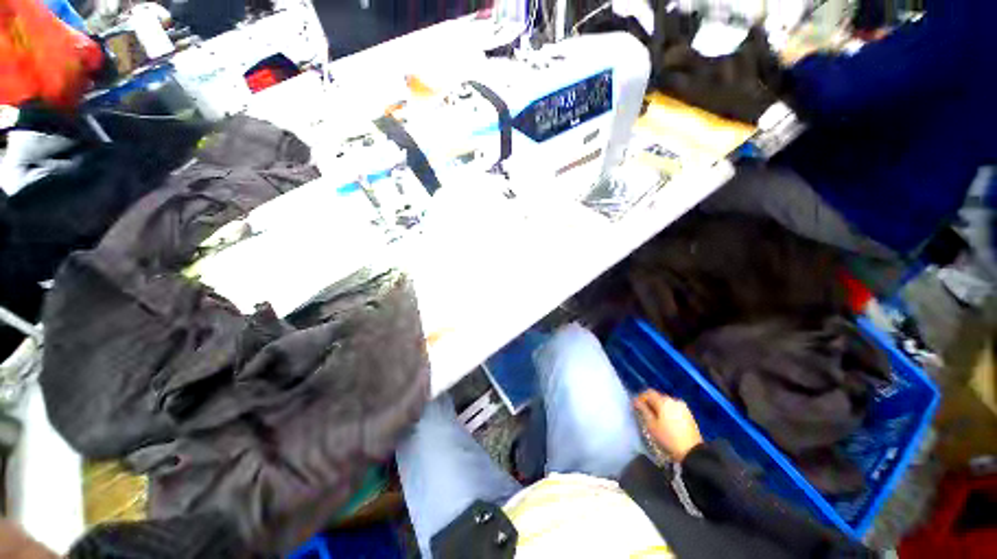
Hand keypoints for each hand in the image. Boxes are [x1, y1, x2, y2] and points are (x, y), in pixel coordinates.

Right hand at [634, 390, 702, 461]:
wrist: (692, 452)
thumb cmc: (668, 438)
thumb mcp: (651, 425)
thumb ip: (643, 410)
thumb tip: (636, 401)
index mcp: (663, 401)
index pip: (648, 393)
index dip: (641, 398)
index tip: (637, 407)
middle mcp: (673, 400)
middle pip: (658, 396)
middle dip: (650, 403)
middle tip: (646, 414)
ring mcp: (683, 406)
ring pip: (666, 402)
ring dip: (660, 407)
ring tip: (657, 419)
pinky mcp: (689, 414)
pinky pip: (674, 408)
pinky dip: (668, 411)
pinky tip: (667, 422)